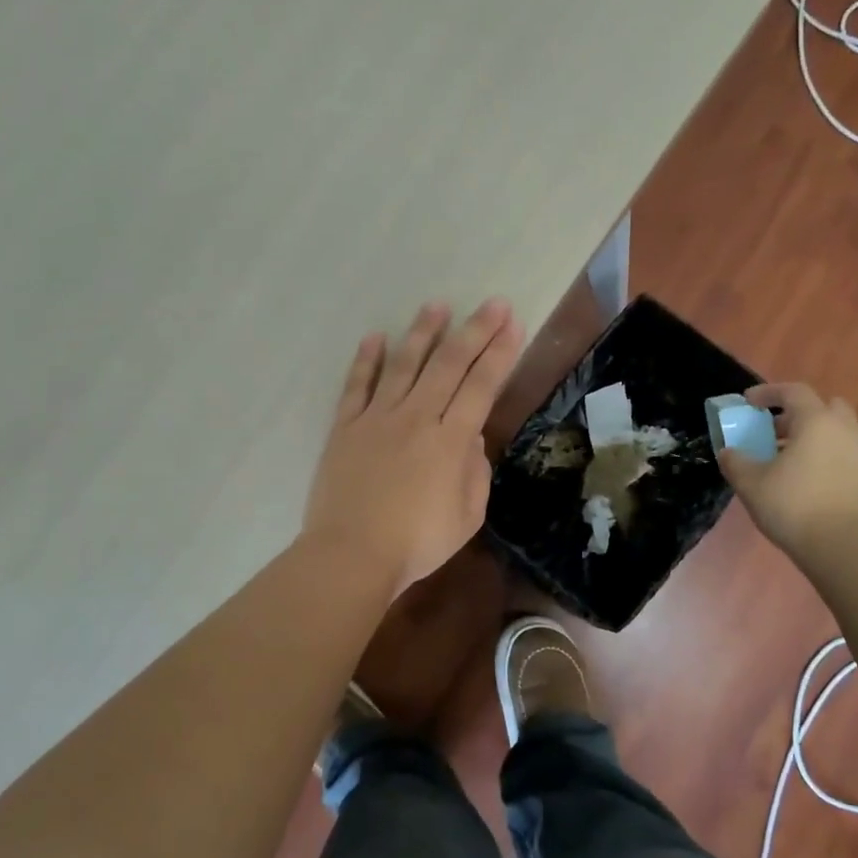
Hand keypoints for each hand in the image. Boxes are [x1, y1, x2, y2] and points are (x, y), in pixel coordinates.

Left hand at [304, 299, 525, 594]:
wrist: (352, 554)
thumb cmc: (417, 543)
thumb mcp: (468, 516)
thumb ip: (475, 472)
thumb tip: (471, 439)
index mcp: (450, 440)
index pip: (481, 385)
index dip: (499, 352)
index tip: (512, 323)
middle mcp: (416, 418)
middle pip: (448, 365)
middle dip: (474, 331)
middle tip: (491, 303)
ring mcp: (376, 419)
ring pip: (403, 365)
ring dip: (422, 333)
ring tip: (437, 305)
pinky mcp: (344, 427)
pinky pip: (356, 386)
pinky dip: (366, 360)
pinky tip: (376, 337)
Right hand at [717, 382, 857, 557]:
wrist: (849, 548)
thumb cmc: (796, 506)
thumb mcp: (751, 483)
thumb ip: (735, 462)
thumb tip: (728, 452)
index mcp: (816, 421)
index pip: (792, 391)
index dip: (768, 392)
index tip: (748, 402)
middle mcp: (844, 429)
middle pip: (821, 407)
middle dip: (796, 413)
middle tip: (773, 430)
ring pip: (834, 432)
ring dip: (811, 436)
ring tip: (785, 459)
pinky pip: (842, 453)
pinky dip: (823, 456)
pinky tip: (804, 480)